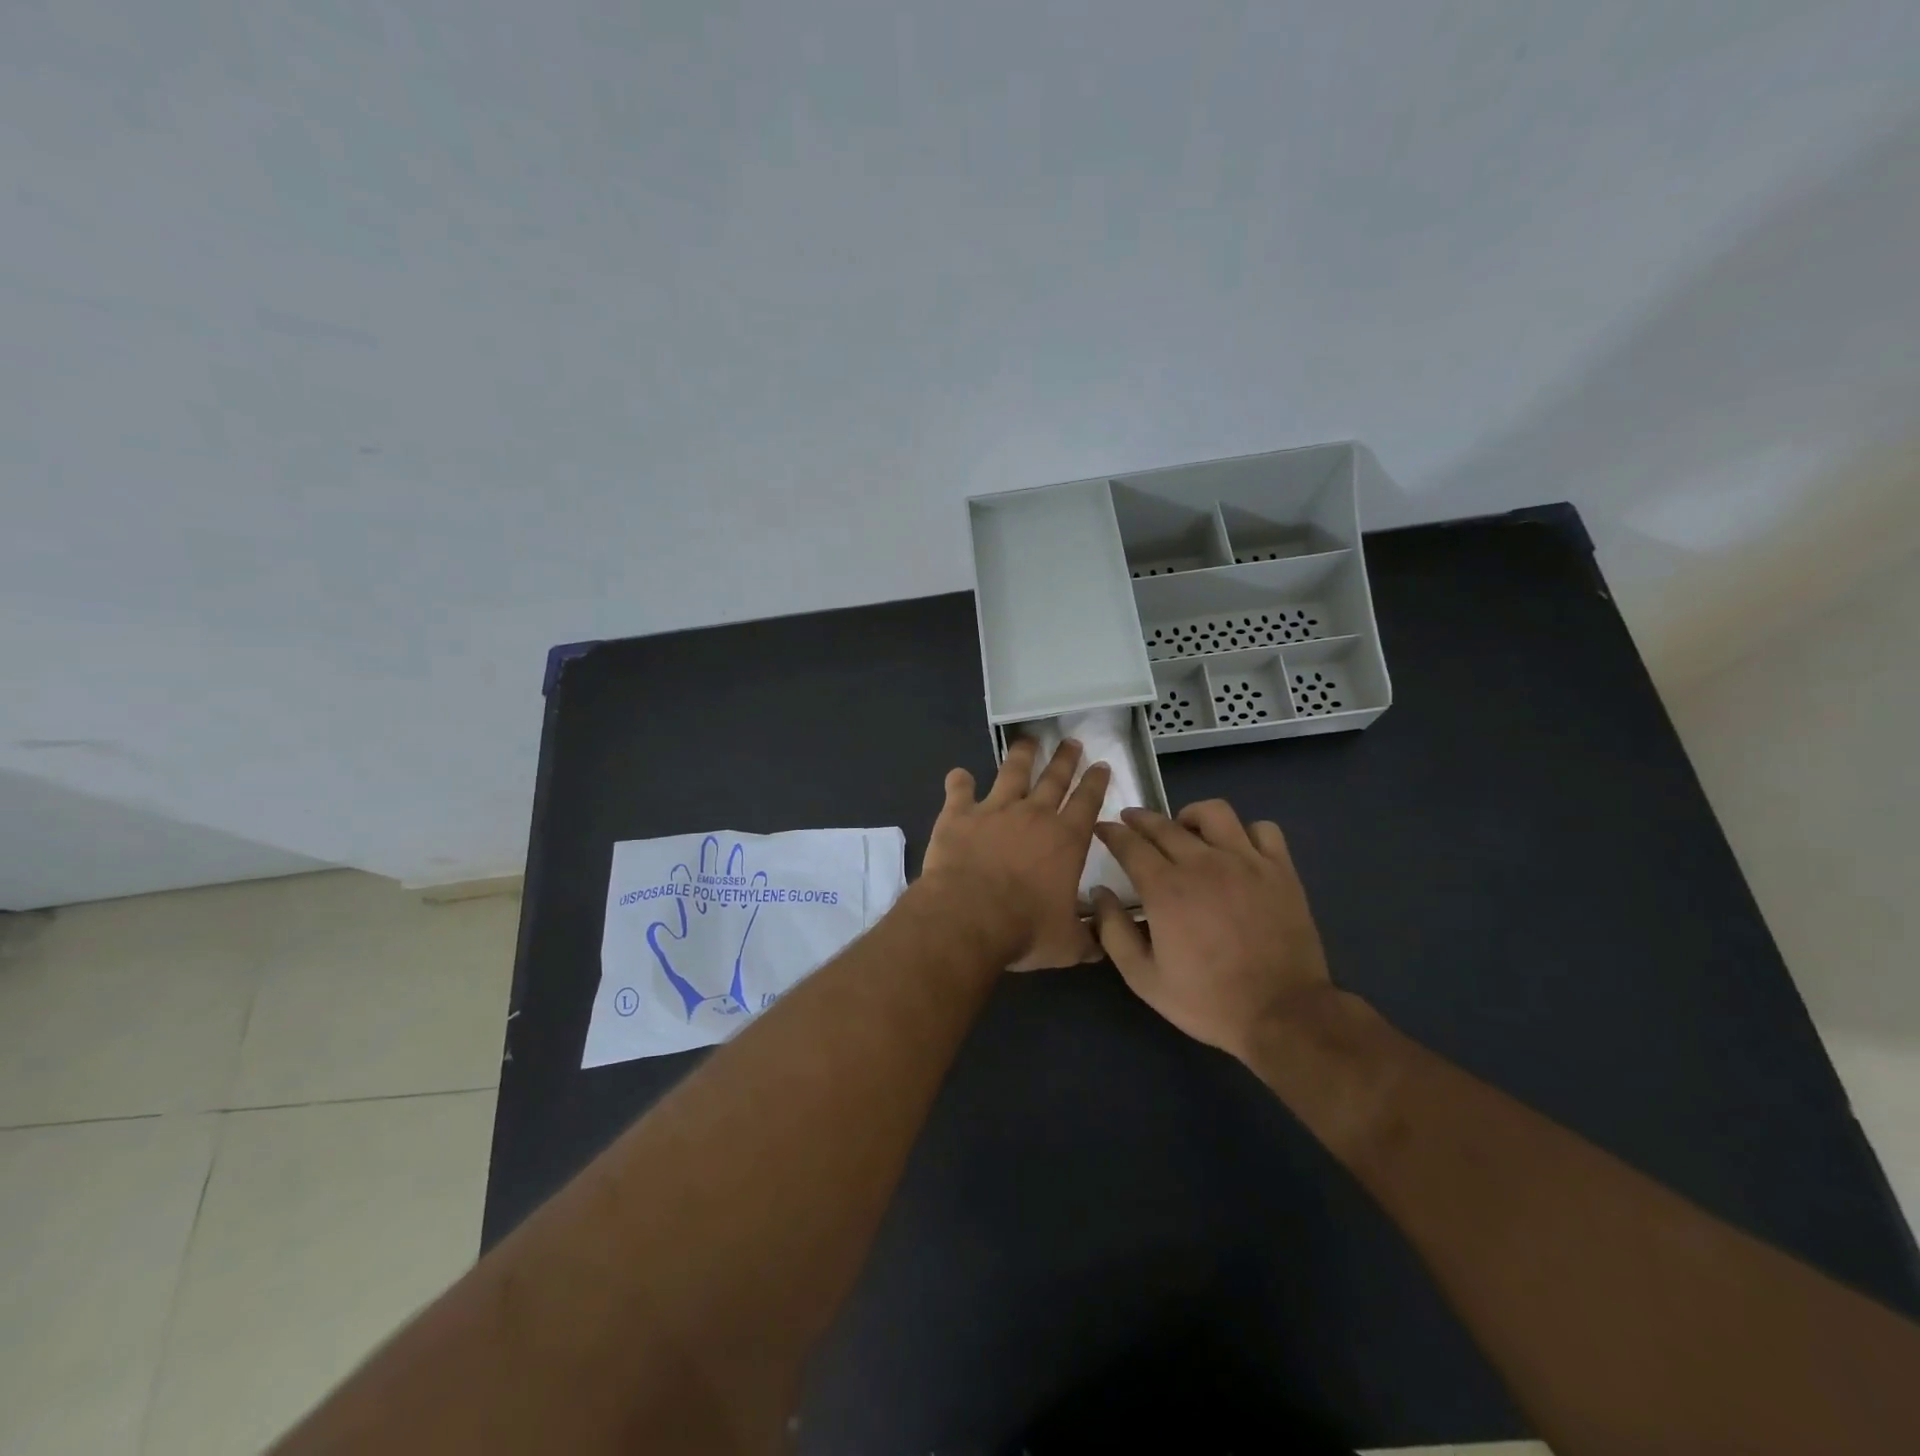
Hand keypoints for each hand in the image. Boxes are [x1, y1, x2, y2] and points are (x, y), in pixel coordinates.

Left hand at [921, 738, 1109, 970]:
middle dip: (1065, 759)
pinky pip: (960, 790)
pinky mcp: (959, 815)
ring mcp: (994, 810)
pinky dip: (959, 781)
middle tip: (1071, 742)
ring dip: (1021, 755)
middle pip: (1054, 779)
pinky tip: (958, 774)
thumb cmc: (1025, 929)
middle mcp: (1034, 815)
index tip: (1101, 764)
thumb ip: (1088, 939)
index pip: (1087, 802)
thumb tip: (1106, 943)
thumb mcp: (1068, 944)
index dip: (1096, 782)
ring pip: (1012, 773)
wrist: (969, 916)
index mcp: (1066, 840)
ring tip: (1028, 741)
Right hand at [1091, 801, 1330, 1061]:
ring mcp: (1246, 862)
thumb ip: (1114, 931)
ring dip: (1191, 816)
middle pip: (1164, 824)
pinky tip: (1237, 849)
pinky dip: (1245, 833)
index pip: (1129, 844)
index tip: (1102, 828)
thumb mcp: (1143, 978)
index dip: (1111, 832)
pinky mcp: (1280, 870)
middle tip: (1131, 822)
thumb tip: (1100, 893)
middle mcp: (1203, 863)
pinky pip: (1263, 830)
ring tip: (1186, 830)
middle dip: (1140, 819)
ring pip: (1214, 812)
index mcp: (1166, 888)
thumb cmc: (1207, 1001)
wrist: (1282, 1015)